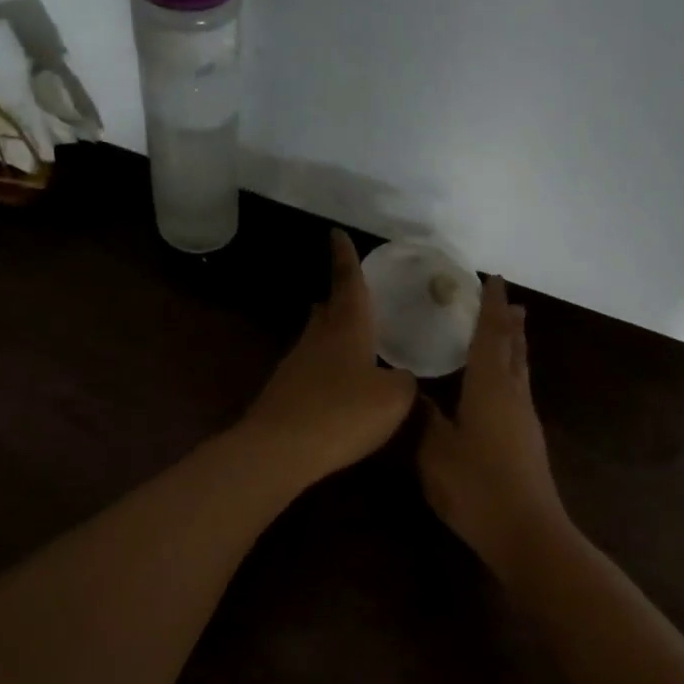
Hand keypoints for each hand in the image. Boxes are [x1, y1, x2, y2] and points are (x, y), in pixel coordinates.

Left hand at [240, 229, 417, 486]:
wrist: (279, 450)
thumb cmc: (343, 413)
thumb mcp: (394, 398)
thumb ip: (404, 382)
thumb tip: (401, 377)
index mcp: (347, 327)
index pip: (348, 282)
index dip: (345, 257)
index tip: (336, 234)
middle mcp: (317, 338)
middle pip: (327, 309)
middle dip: (338, 298)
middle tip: (350, 293)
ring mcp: (295, 365)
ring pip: (316, 338)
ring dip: (330, 333)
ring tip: (349, 336)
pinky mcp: (284, 392)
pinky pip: (310, 369)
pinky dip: (325, 368)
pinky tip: (337, 386)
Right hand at [417, 277, 570, 578]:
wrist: (527, 532)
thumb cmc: (477, 487)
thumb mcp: (435, 451)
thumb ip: (425, 419)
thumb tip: (417, 394)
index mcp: (490, 387)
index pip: (491, 334)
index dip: (491, 305)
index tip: (492, 279)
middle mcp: (513, 394)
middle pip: (514, 347)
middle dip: (508, 320)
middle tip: (506, 298)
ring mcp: (525, 418)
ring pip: (520, 368)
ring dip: (514, 343)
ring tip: (511, 328)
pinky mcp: (528, 440)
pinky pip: (519, 388)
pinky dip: (511, 370)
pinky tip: (502, 383)